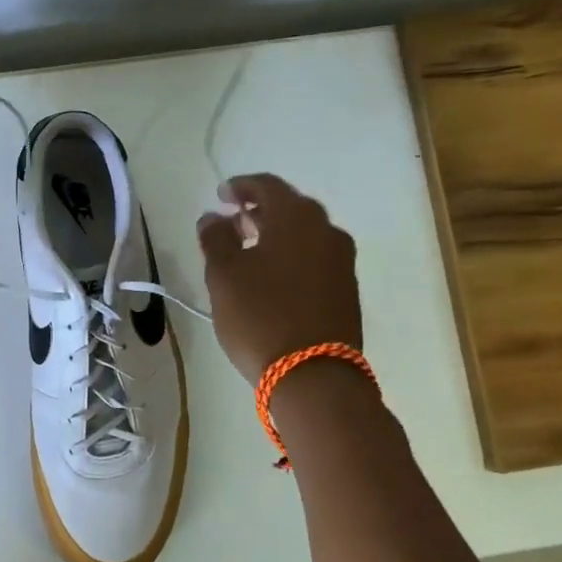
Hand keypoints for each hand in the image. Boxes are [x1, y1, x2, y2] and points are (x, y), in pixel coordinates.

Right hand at [197, 173, 362, 381]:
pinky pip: (315, 258)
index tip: (221, 195)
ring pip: (305, 234)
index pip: (267, 185)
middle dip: (260, 210)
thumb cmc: (260, 316)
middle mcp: (326, 231)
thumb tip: (213, 217)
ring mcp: (342, 261)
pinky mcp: (347, 290)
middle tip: (233, 222)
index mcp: (296, 218)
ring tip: (249, 251)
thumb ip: (215, 239)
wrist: (314, 376)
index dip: (241, 186)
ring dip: (277, 235)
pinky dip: (292, 256)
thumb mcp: (224, 276)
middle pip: (290, 208)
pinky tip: (273, 277)